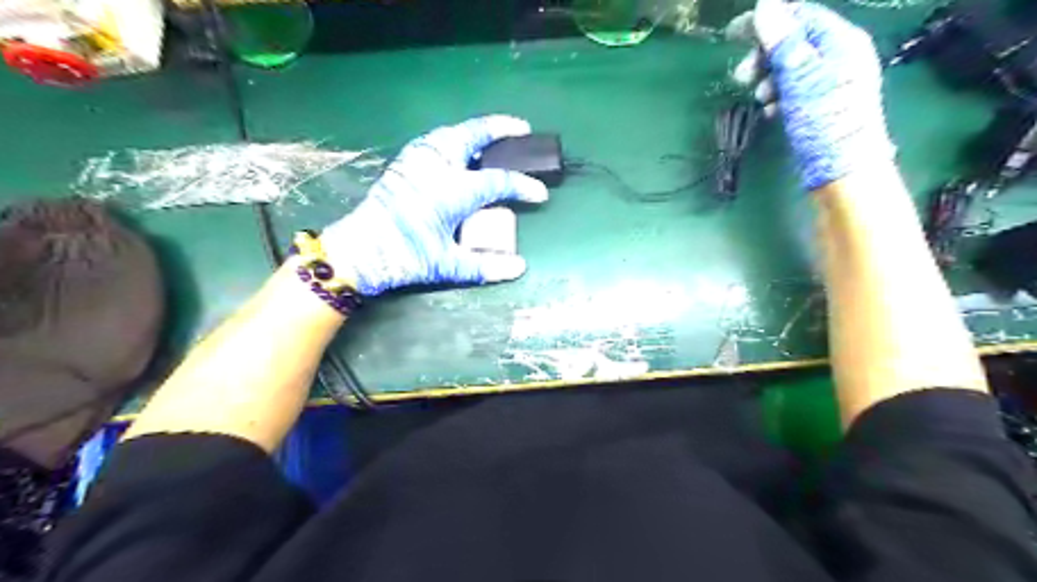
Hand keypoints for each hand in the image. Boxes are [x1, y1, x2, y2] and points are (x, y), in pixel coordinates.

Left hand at [324, 113, 549, 295]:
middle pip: (473, 135)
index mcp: (453, 190)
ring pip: (451, 133)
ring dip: (475, 130)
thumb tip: (520, 267)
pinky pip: (433, 141)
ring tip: (490, 136)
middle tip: (522, 129)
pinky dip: (452, 138)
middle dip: (501, 128)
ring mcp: (416, 162)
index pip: (498, 181)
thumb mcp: (448, 266)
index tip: (540, 194)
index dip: (523, 186)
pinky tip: (455, 149)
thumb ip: (485, 266)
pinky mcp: (402, 165)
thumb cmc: (405, 257)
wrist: (358, 252)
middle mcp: (437, 167)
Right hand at [724, 0, 895, 191]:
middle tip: (741, 77)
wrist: (843, 169)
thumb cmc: (825, 121)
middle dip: (763, 57)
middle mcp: (838, 55)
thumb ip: (784, 41)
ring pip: (790, 68)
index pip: (799, 16)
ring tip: (760, 99)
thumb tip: (765, 4)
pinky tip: (771, 111)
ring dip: (768, 79)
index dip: (765, 21)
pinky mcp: (820, 104)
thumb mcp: (801, 77)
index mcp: (841, 41)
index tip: (732, 35)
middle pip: (793, 42)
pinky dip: (777, 96)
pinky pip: (794, 90)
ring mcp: (830, 81)